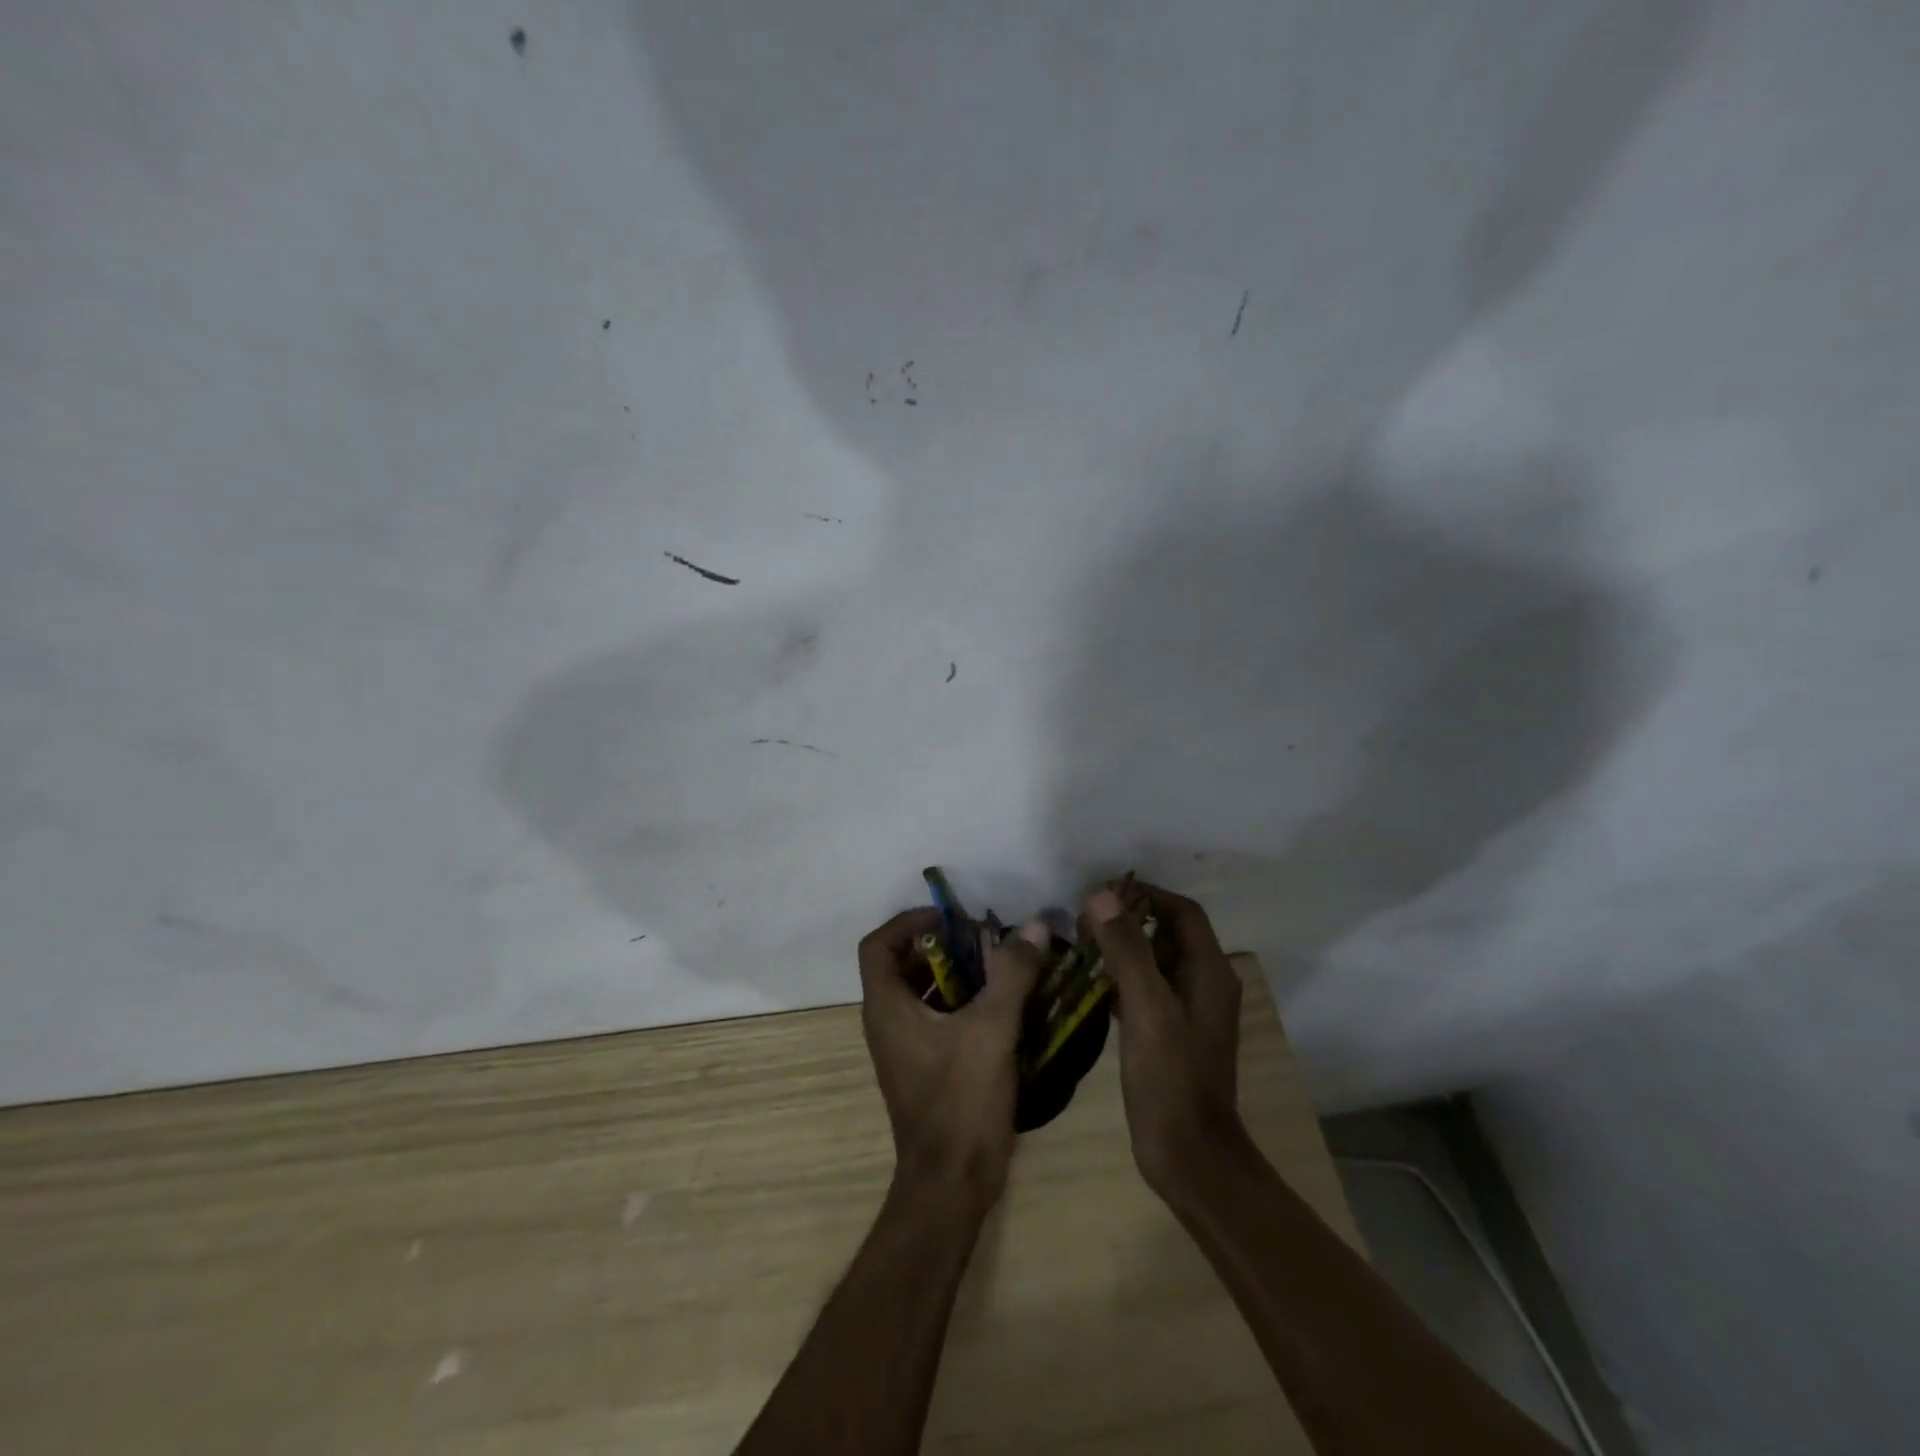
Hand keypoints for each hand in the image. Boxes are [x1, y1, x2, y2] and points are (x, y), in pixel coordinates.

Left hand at [857, 909, 1047, 1202]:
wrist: (951, 1183)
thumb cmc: (962, 1100)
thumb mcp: (992, 1029)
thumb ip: (1012, 973)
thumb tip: (1031, 925)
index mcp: (887, 1006)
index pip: (878, 944)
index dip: (908, 922)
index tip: (949, 919)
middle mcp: (886, 1021)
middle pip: (901, 964)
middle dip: (940, 945)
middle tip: (982, 938)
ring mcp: (903, 1047)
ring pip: (921, 992)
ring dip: (954, 973)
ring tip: (998, 966)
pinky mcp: (923, 1067)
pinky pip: (935, 1018)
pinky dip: (961, 1002)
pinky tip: (1001, 1006)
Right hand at [1083, 881, 1245, 1195]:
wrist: (1190, 1157)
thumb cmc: (1172, 1079)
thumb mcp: (1147, 1008)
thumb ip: (1126, 949)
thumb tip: (1100, 895)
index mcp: (1209, 972)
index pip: (1181, 912)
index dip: (1145, 894)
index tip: (1101, 893)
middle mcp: (1204, 984)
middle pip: (1167, 933)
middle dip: (1128, 919)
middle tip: (1083, 920)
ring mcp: (1187, 1011)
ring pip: (1153, 962)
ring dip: (1121, 948)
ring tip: (1080, 945)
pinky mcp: (1168, 1034)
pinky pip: (1144, 991)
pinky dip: (1119, 979)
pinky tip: (1088, 984)